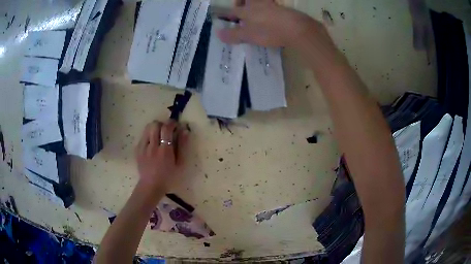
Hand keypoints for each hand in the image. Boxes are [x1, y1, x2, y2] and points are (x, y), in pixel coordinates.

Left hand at [135, 120, 189, 191]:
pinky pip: (143, 136)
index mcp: (165, 150)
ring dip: (154, 128)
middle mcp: (153, 146)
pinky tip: (152, 143)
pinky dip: (148, 135)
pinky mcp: (137, 150)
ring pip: (147, 128)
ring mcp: (143, 147)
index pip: (166, 128)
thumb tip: (184, 131)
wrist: (151, 186)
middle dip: (162, 124)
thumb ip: (182, 146)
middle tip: (167, 131)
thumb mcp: (180, 164)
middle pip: (155, 124)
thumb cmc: (168, 177)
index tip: (176, 126)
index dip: (172, 123)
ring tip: (158, 135)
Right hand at [216, 0, 324, 48]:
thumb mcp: (248, 35)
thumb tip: (218, 34)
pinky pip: (270, 5)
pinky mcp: (282, 9)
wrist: (295, 28)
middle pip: (246, 0)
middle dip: (240, 3)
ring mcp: (271, 5)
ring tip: (254, 14)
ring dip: (254, 5)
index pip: (233, 11)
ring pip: (259, 1)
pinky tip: (269, 16)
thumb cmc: (268, 30)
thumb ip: (233, 34)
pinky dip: (267, 8)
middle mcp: (257, 4)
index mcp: (246, 10)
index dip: (227, 14)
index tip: (223, 16)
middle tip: (240, 9)